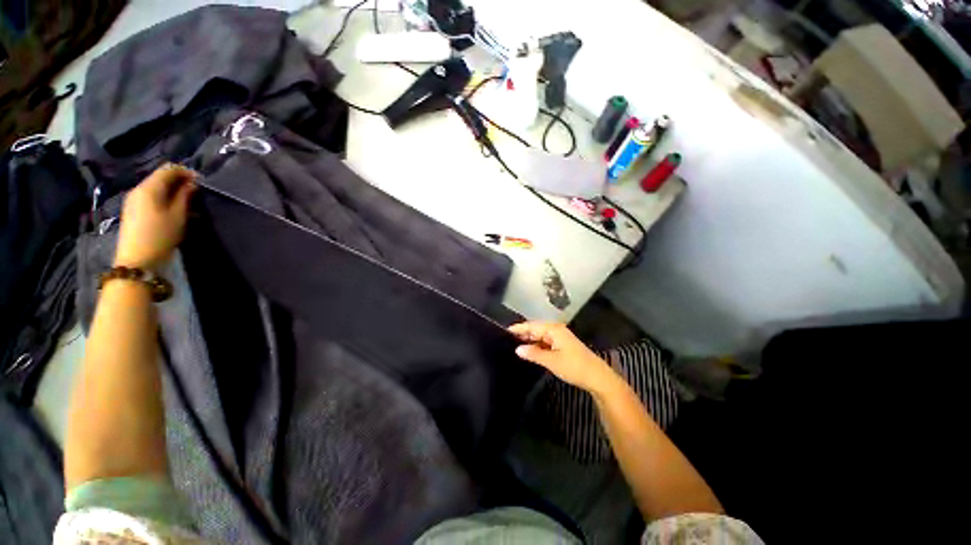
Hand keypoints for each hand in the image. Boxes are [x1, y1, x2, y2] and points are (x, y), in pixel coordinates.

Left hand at [115, 164, 197, 269]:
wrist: (138, 260)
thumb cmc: (161, 235)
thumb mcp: (178, 215)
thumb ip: (185, 196)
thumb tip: (191, 184)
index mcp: (149, 188)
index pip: (168, 169)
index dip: (186, 172)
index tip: (201, 182)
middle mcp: (138, 189)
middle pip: (160, 177)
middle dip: (179, 181)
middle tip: (196, 192)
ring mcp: (134, 201)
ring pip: (156, 188)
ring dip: (172, 191)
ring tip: (188, 203)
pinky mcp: (134, 211)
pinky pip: (151, 197)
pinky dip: (164, 198)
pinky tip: (174, 209)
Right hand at [509, 322, 615, 392]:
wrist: (598, 378)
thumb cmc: (574, 367)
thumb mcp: (552, 361)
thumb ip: (533, 354)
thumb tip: (517, 349)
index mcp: (554, 329)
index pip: (531, 325)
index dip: (518, 328)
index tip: (504, 331)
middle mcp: (556, 330)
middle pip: (535, 329)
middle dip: (523, 334)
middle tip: (506, 340)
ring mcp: (560, 338)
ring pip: (540, 336)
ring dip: (529, 341)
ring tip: (514, 346)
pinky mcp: (562, 346)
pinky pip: (545, 343)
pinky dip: (537, 346)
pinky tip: (529, 352)